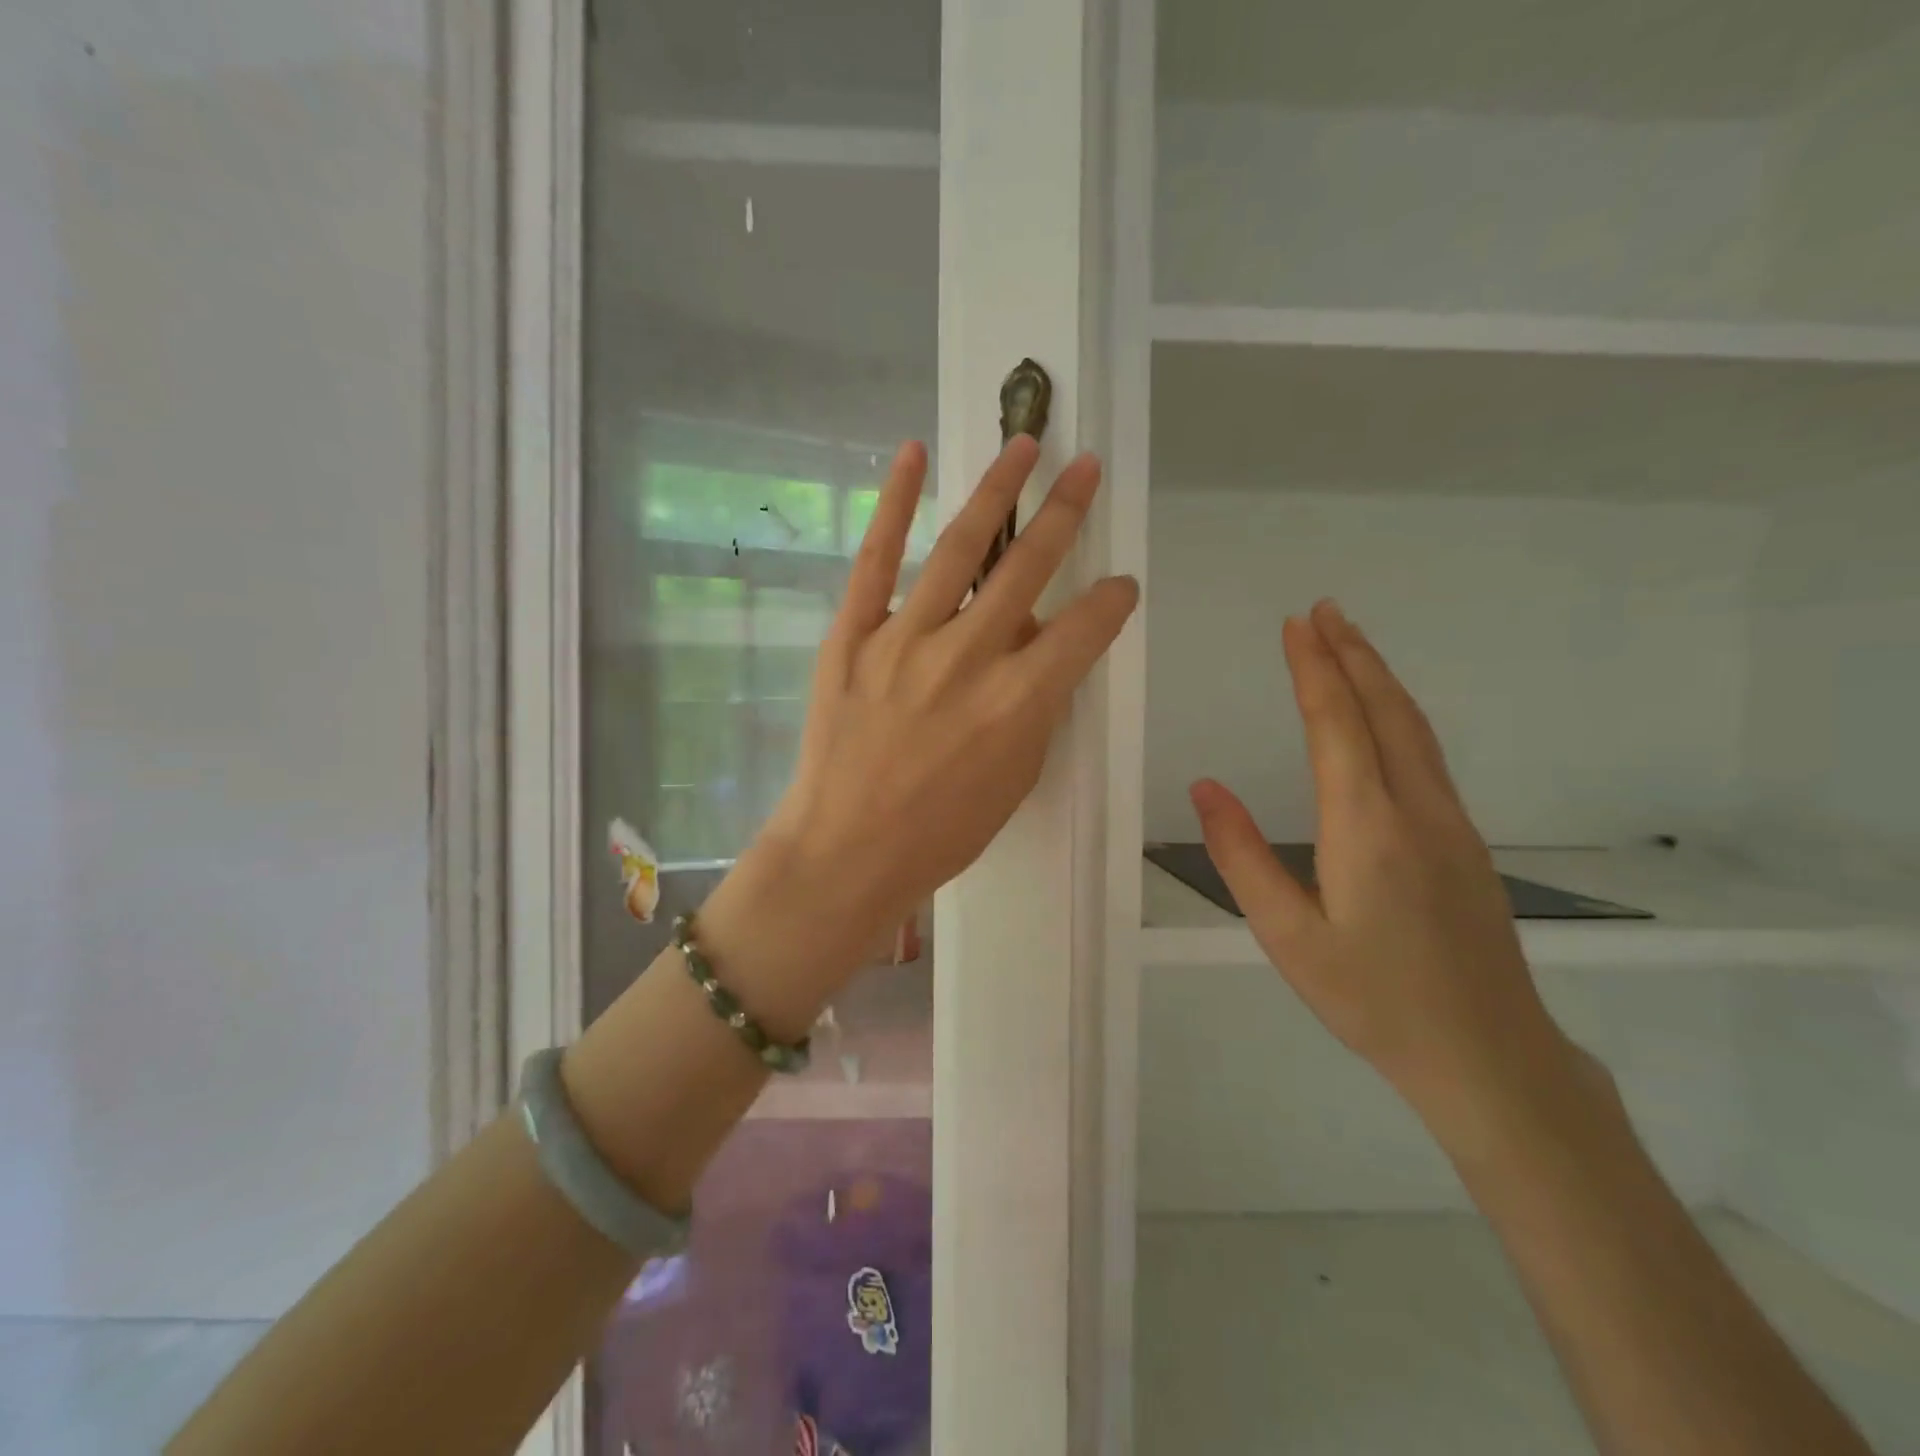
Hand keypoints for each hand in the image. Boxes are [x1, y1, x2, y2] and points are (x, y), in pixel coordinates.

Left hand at [725, 437, 1137, 994]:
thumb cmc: (941, 832)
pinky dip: (893, 503)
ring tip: (1025, 443)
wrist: (845, 850)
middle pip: (1028, 568)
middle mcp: (968, 657)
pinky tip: (913, 454)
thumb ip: (1035, 707)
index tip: (1121, 584)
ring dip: (998, 489)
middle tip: (1087, 467)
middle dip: (1065, 512)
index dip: (1113, 601)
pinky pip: (876, 559)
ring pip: (961, 548)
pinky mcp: (852, 635)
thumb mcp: (1015, 779)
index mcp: (1018, 702)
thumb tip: (1037, 650)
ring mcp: (904, 639)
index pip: (1084, 630)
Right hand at [1189, 600, 1579, 1145]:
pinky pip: (1427, 754)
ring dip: (1379, 677)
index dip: (1315, 671)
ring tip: (1350, 640)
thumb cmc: (1372, 998)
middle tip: (1323, 609)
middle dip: (1352, 654)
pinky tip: (1384, 712)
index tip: (1296, 626)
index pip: (1338, 727)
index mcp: (1367, 829)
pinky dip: (1398, 712)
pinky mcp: (1465, 840)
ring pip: (1414, 729)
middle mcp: (1416, 810)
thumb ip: (1241, 858)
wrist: (1487, 1054)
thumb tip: (1204, 787)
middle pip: (1386, 712)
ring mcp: (1451, 823)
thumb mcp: (1287, 937)